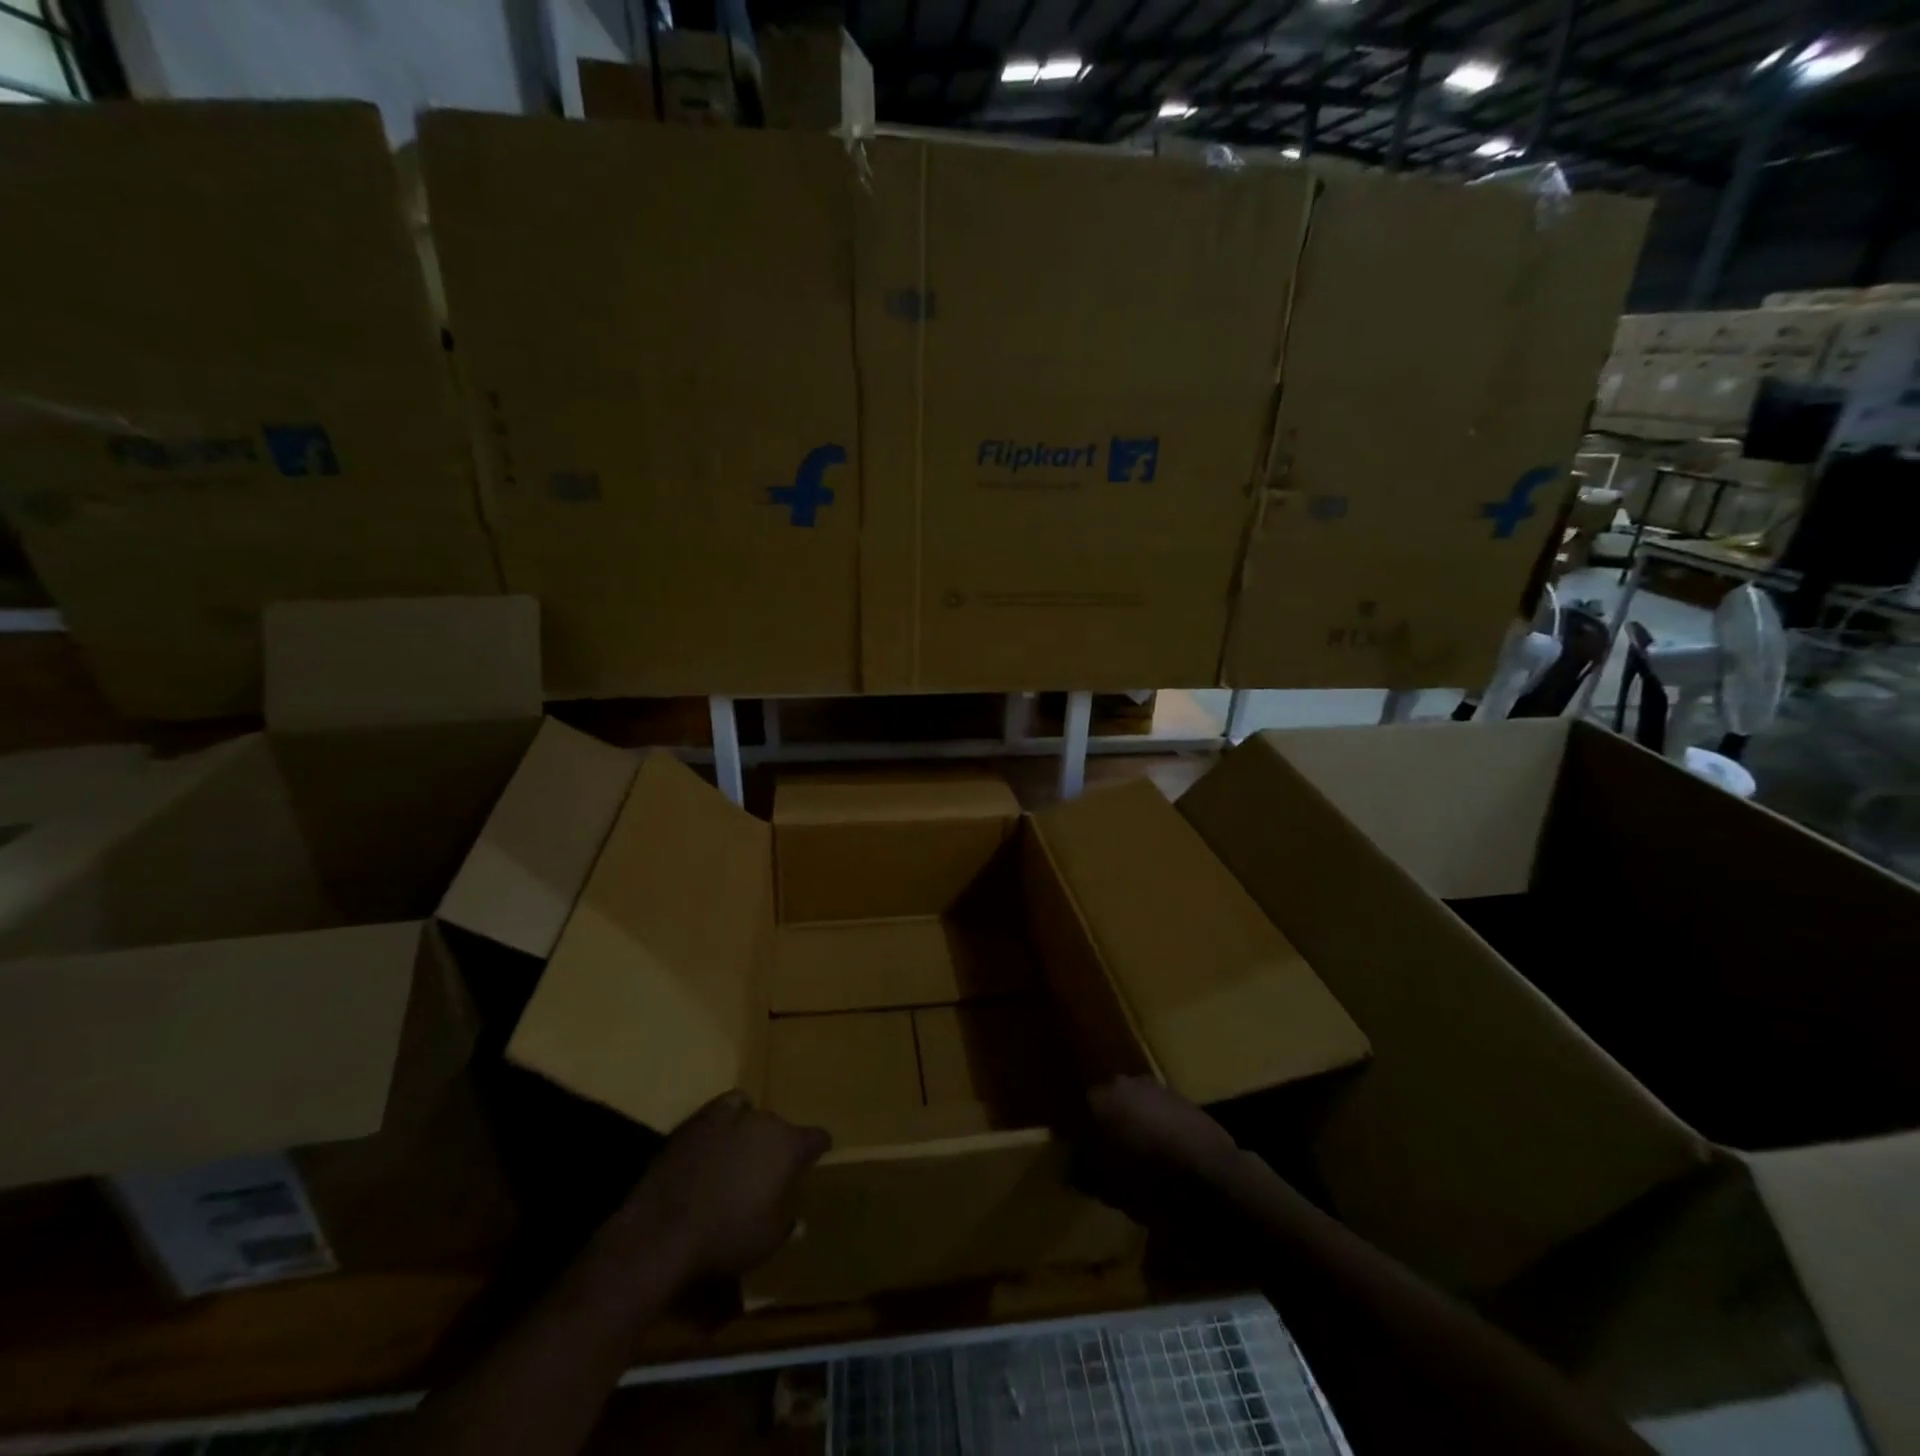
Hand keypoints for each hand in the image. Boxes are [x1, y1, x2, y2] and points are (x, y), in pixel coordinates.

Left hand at [616, 1092, 830, 1280]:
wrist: (663, 1230)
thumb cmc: (725, 1239)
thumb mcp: (767, 1243)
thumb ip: (786, 1224)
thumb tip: (796, 1218)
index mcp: (789, 1147)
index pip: (817, 1137)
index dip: (819, 1148)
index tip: (818, 1156)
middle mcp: (765, 1121)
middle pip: (782, 1127)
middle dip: (780, 1146)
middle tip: (770, 1171)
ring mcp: (731, 1115)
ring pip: (753, 1116)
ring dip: (752, 1134)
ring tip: (742, 1157)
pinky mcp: (699, 1118)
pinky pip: (725, 1108)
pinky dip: (728, 1118)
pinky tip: (720, 1136)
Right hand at [1077, 1077, 1242, 1229]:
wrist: (1211, 1177)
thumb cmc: (1148, 1182)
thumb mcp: (1107, 1188)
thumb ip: (1084, 1172)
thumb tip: (1074, 1168)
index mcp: (1098, 1098)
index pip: (1076, 1116)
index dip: (1077, 1141)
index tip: (1081, 1163)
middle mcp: (1123, 1083)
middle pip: (1106, 1106)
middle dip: (1106, 1129)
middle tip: (1108, 1161)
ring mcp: (1157, 1088)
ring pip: (1134, 1108)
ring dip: (1133, 1128)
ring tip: (1139, 1161)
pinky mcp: (1184, 1100)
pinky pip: (1160, 1116)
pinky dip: (1158, 1131)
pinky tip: (1164, 1158)